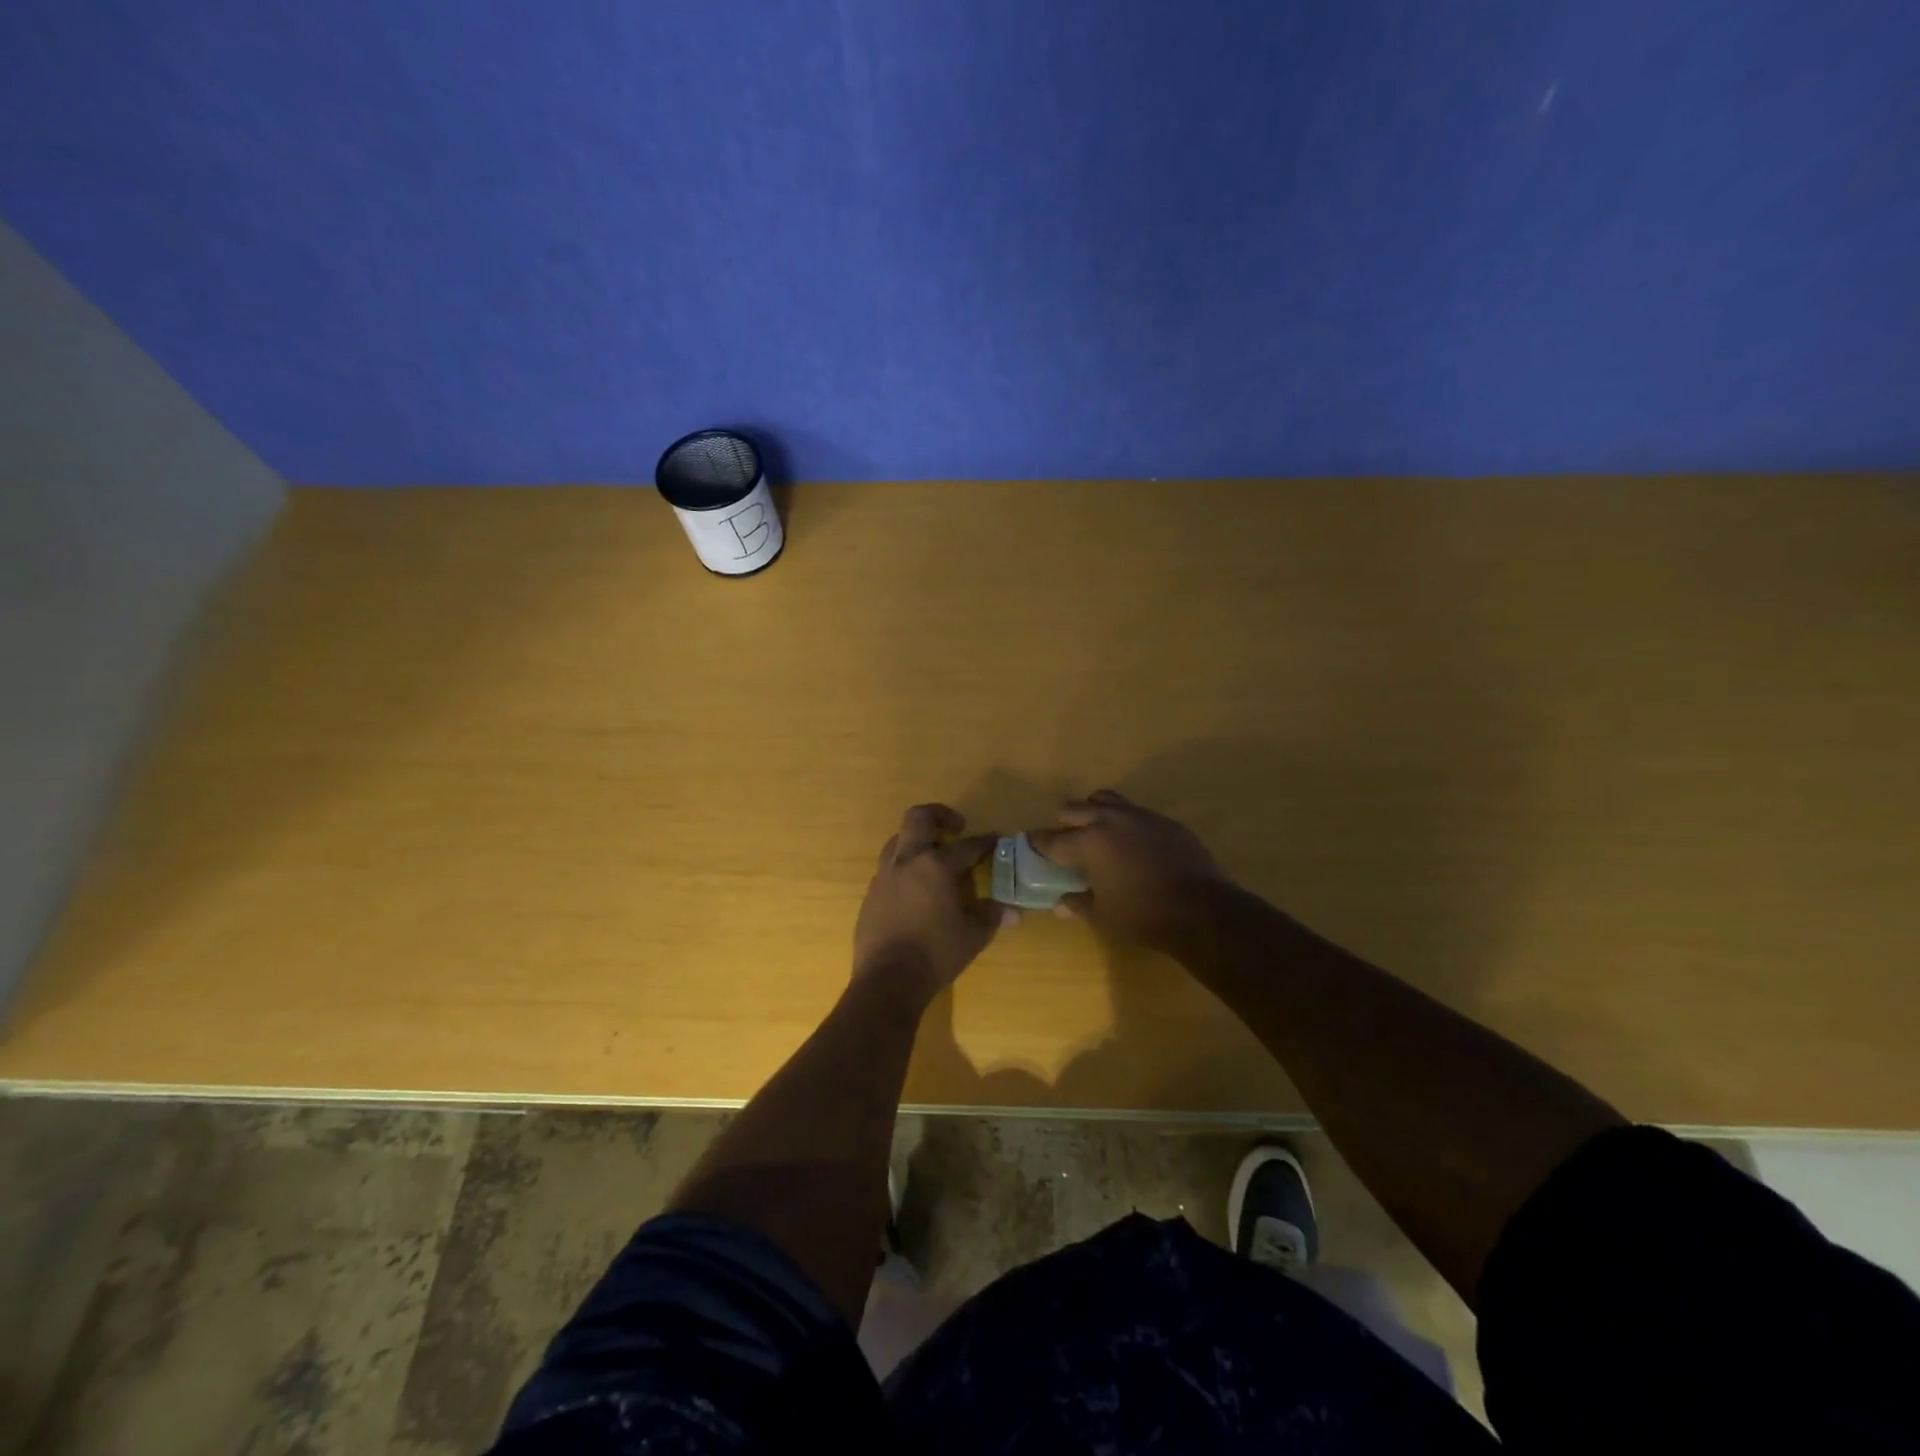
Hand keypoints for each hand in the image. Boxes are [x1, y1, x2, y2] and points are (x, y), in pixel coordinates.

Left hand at [853, 804, 1008, 1000]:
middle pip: (918, 818)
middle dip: (939, 815)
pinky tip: (915, 890)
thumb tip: (1012, 910)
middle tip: (956, 827)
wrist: (887, 980)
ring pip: (897, 840)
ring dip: (917, 840)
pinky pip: (888, 869)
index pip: (966, 845)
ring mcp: (884, 876)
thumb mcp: (974, 935)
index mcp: (936, 865)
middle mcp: (907, 861)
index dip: (984, 841)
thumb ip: (992, 916)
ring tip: (933, 857)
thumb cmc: (936, 954)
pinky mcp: (871, 895)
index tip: (995, 839)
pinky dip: (904, 869)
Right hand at [1029, 790, 1229, 951]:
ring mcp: (1139, 815)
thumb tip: (1061, 902)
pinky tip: (1132, 843)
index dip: (1039, 844)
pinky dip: (1124, 822)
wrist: (1202, 909)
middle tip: (1067, 842)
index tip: (1033, 846)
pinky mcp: (1163, 820)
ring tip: (1097, 832)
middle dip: (1064, 823)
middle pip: (1073, 808)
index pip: (1052, 839)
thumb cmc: (1143, 916)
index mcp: (1088, 842)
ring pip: (1104, 799)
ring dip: (1093, 812)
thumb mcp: (1103, 916)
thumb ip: (1078, 904)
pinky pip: (1134, 811)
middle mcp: (1109, 820)